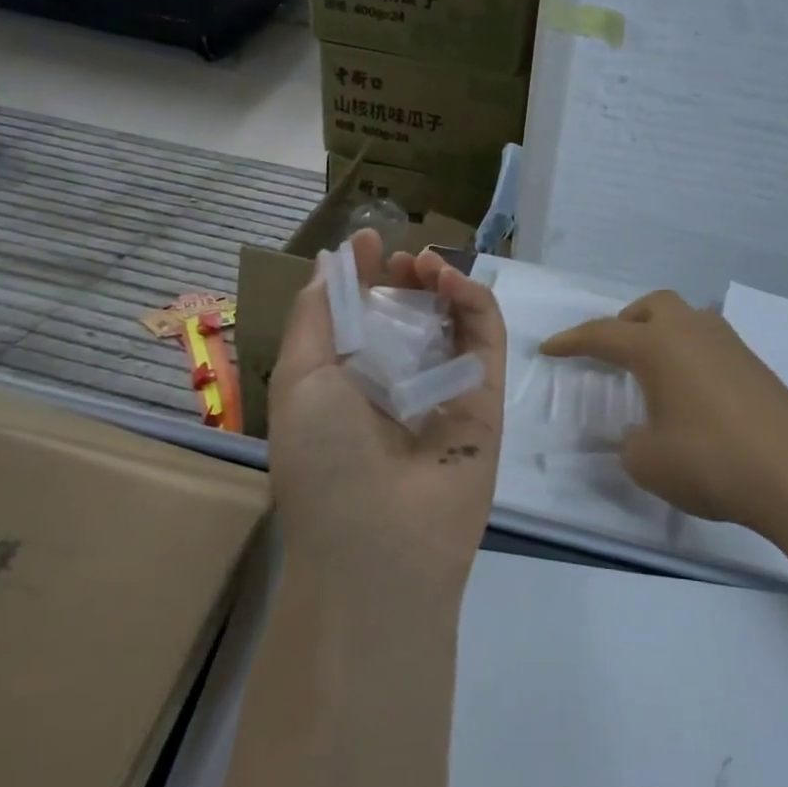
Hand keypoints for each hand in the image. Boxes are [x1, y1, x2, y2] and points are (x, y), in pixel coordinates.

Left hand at [270, 229, 506, 594]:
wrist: (381, 545)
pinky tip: (453, 282)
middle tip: (405, 260)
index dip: (364, 276)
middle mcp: (396, 384)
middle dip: (406, 278)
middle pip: (410, 314)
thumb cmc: (324, 461)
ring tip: (428, 264)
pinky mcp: (487, 398)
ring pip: (452, 321)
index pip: (362, 316)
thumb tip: (331, 264)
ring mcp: (444, 390)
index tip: (369, 241)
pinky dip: (475, 303)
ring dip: (442, 283)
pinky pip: (486, 341)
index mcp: (346, 383)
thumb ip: (317, 317)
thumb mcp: (300, 381)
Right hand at [542, 291, 787, 554]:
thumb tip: (641, 432)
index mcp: (657, 346)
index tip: (549, 349)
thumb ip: (631, 442)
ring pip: (686, 320)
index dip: (571, 342)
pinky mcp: (755, 365)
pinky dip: (689, 355)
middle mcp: (691, 332)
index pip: (602, 334)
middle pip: (652, 307)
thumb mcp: (647, 461)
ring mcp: (729, 345)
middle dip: (625, 323)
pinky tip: (690, 392)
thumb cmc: (710, 461)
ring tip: (652, 372)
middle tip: (612, 352)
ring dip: (662, 335)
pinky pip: (709, 344)